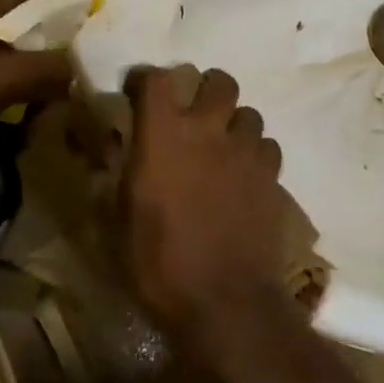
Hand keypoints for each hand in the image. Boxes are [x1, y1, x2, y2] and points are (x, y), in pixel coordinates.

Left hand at [0, 0, 73, 140]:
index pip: (38, 19)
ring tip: (19, 131)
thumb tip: (76, 72)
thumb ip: (48, 70)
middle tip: (41, 113)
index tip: (65, 79)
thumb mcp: (7, 79)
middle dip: (33, 80)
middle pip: (19, 48)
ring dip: (12, 98)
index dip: (56, 47)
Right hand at [120, 66, 291, 354]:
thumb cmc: (159, 262)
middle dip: (206, 89)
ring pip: (249, 112)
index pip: (156, 78)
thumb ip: (116, 175)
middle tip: (194, 113)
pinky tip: (245, 175)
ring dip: (234, 124)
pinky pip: (268, 146)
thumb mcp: (118, 221)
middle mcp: (208, 130)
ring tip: (223, 147)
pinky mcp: (272, 176)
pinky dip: (256, 154)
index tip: (135, 91)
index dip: (145, 78)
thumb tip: (111, 151)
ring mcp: (245, 151)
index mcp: (163, 135)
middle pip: (219, 81)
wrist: (224, 303)